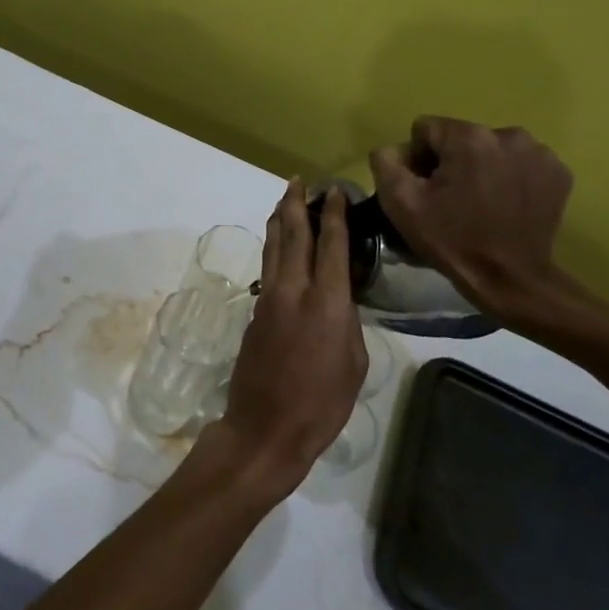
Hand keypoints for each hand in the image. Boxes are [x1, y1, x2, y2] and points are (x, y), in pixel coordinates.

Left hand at [215, 182, 367, 494]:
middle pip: (293, 235)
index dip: (334, 215)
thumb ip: (348, 322)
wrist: (265, 427)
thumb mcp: (353, 364)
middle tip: (299, 181)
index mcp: (327, 302)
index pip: (331, 245)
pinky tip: (278, 245)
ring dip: (278, 220)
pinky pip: (267, 268)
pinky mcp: (254, 313)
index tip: (335, 190)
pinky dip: (274, 248)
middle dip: (296, 205)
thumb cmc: (322, 404)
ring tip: (284, 199)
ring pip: (273, 248)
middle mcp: (294, 290)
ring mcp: (269, 299)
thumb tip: (340, 300)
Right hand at [370, 116, 574, 319]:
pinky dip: (510, 178)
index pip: (427, 129)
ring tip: (480, 203)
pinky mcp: (558, 172)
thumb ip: (386, 162)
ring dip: (482, 167)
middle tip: (451, 200)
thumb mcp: (399, 203)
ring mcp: (539, 153)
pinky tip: (506, 205)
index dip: (418, 159)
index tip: (426, 189)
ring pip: (492, 148)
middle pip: (461, 137)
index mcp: (468, 137)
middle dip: (452, 162)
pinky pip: (520, 163)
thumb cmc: (451, 239)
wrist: (510, 278)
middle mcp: (508, 134)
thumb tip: (397, 149)